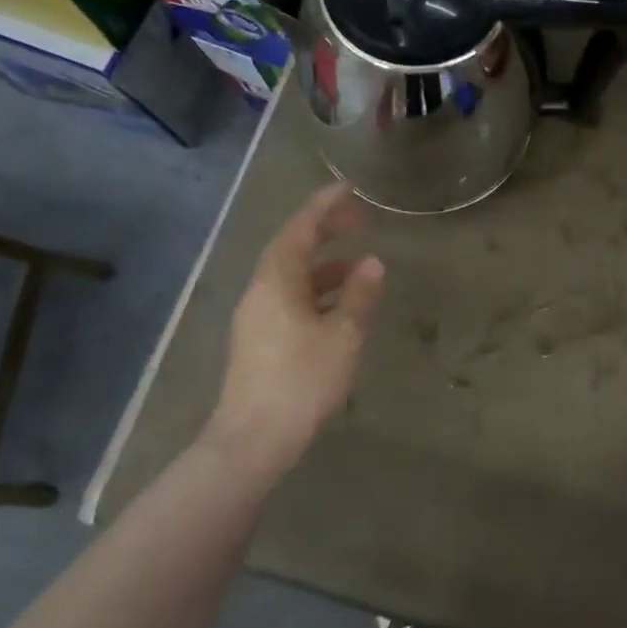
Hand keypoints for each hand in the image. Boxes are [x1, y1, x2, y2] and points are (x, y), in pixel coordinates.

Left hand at [206, 183, 384, 482]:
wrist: (253, 439)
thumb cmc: (302, 381)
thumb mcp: (342, 335)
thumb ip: (359, 296)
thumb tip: (373, 263)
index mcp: (277, 281)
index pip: (300, 228)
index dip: (324, 205)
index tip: (349, 188)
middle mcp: (261, 291)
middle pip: (293, 247)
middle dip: (325, 230)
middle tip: (360, 220)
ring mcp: (257, 316)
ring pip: (292, 276)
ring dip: (325, 264)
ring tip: (361, 267)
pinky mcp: (260, 339)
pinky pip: (290, 298)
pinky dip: (317, 290)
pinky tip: (341, 306)